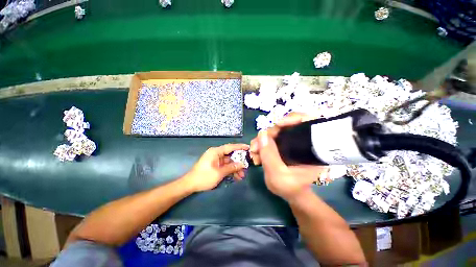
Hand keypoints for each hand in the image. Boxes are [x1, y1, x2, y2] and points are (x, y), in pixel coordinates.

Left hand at [184, 143, 248, 191]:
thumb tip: (242, 164)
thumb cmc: (204, 177)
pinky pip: (225, 166)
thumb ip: (231, 167)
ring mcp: (216, 160)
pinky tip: (236, 177)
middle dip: (238, 161)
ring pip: (229, 162)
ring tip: (242, 176)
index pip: (230, 147)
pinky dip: (230, 170)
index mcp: (216, 152)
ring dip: (235, 168)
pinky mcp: (215, 165)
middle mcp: (216, 154)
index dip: (239, 147)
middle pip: (230, 155)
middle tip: (246, 166)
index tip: (248, 147)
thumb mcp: (219, 173)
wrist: (190, 184)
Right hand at [251, 113, 328, 200]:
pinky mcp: (283, 144)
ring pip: (275, 132)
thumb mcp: (277, 175)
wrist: (291, 193)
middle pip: (285, 126)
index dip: (294, 118)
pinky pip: (270, 138)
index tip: (278, 125)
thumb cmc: (290, 187)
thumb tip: (261, 134)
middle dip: (268, 134)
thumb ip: (269, 155)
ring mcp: (291, 141)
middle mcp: (302, 140)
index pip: (308, 121)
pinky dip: (261, 143)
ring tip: (254, 152)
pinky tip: (256, 152)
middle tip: (256, 147)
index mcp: (311, 148)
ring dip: (261, 140)